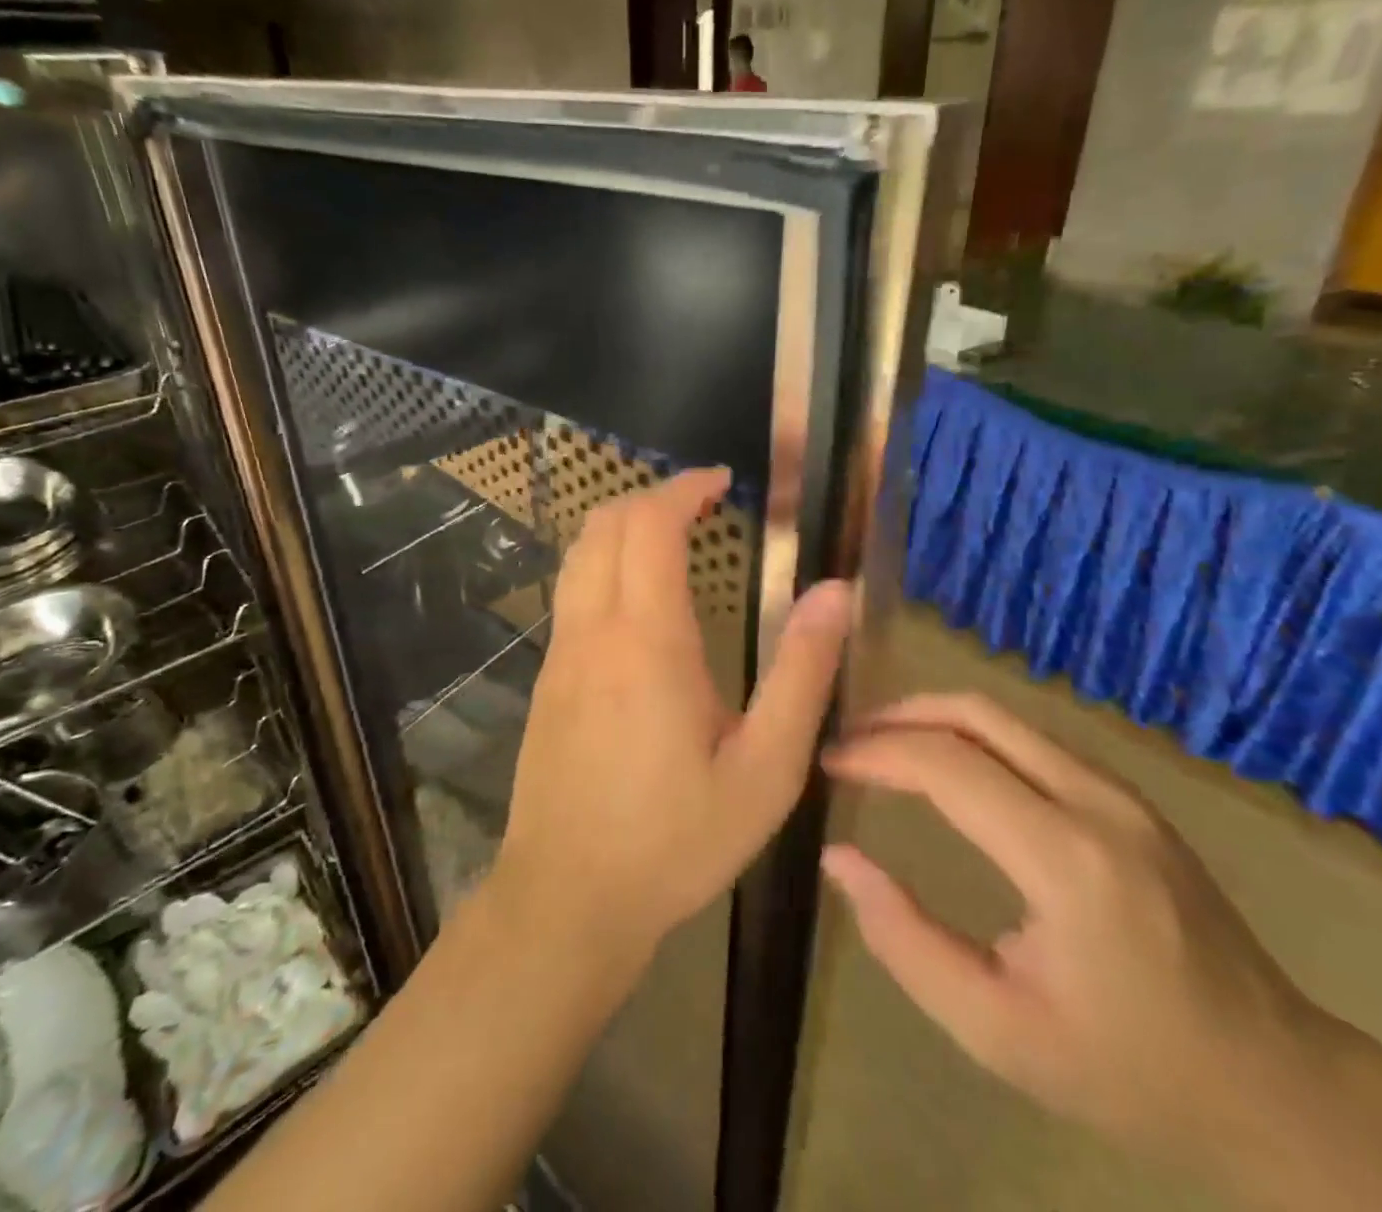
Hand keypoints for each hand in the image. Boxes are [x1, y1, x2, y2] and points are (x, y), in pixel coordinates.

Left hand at [495, 468, 852, 964]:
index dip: (683, 488)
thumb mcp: (765, 770)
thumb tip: (836, 593)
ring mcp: (560, 654)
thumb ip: (803, 674)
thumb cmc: (676, 840)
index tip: (721, 481)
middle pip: (604, 525)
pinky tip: (638, 600)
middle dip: (651, 497)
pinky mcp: (546, 679)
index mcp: (648, 641)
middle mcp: (594, 631)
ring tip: (671, 536)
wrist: (567, 900)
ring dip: (622, 526)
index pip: (650, 525)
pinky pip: (571, 593)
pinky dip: (603, 563)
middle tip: (701, 503)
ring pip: (579, 555)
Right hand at [820, 694, 1329, 1165]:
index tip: (829, 762)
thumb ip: (906, 941)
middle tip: (848, 740)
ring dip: (934, 718)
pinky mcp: (1128, 795)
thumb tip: (840, 858)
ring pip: (1005, 716)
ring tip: (882, 745)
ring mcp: (1120, 790)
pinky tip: (946, 763)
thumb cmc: (1129, 1070)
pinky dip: (972, 734)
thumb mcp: (998, 1032)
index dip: (877, 752)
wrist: (1276, 1085)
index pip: (948, 765)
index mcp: (1067, 860)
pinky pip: (1032, 738)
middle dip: (899, 714)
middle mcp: (1096, 801)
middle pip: (976, 713)